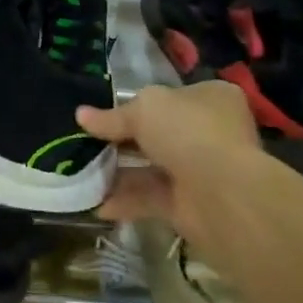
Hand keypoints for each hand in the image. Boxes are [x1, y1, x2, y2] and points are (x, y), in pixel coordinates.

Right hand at [76, 81, 260, 246]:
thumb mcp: (143, 110)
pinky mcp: (190, 204)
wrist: (222, 192)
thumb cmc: (187, 132)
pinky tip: (96, 204)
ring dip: (118, 173)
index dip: (135, 104)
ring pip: (152, 168)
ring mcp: (201, 169)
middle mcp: (209, 132)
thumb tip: (81, 115)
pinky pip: (151, 198)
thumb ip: (112, 116)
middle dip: (121, 141)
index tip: (102, 115)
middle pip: (158, 134)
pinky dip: (125, 201)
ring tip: (82, 175)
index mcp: (210, 98)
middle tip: (85, 145)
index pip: (169, 97)